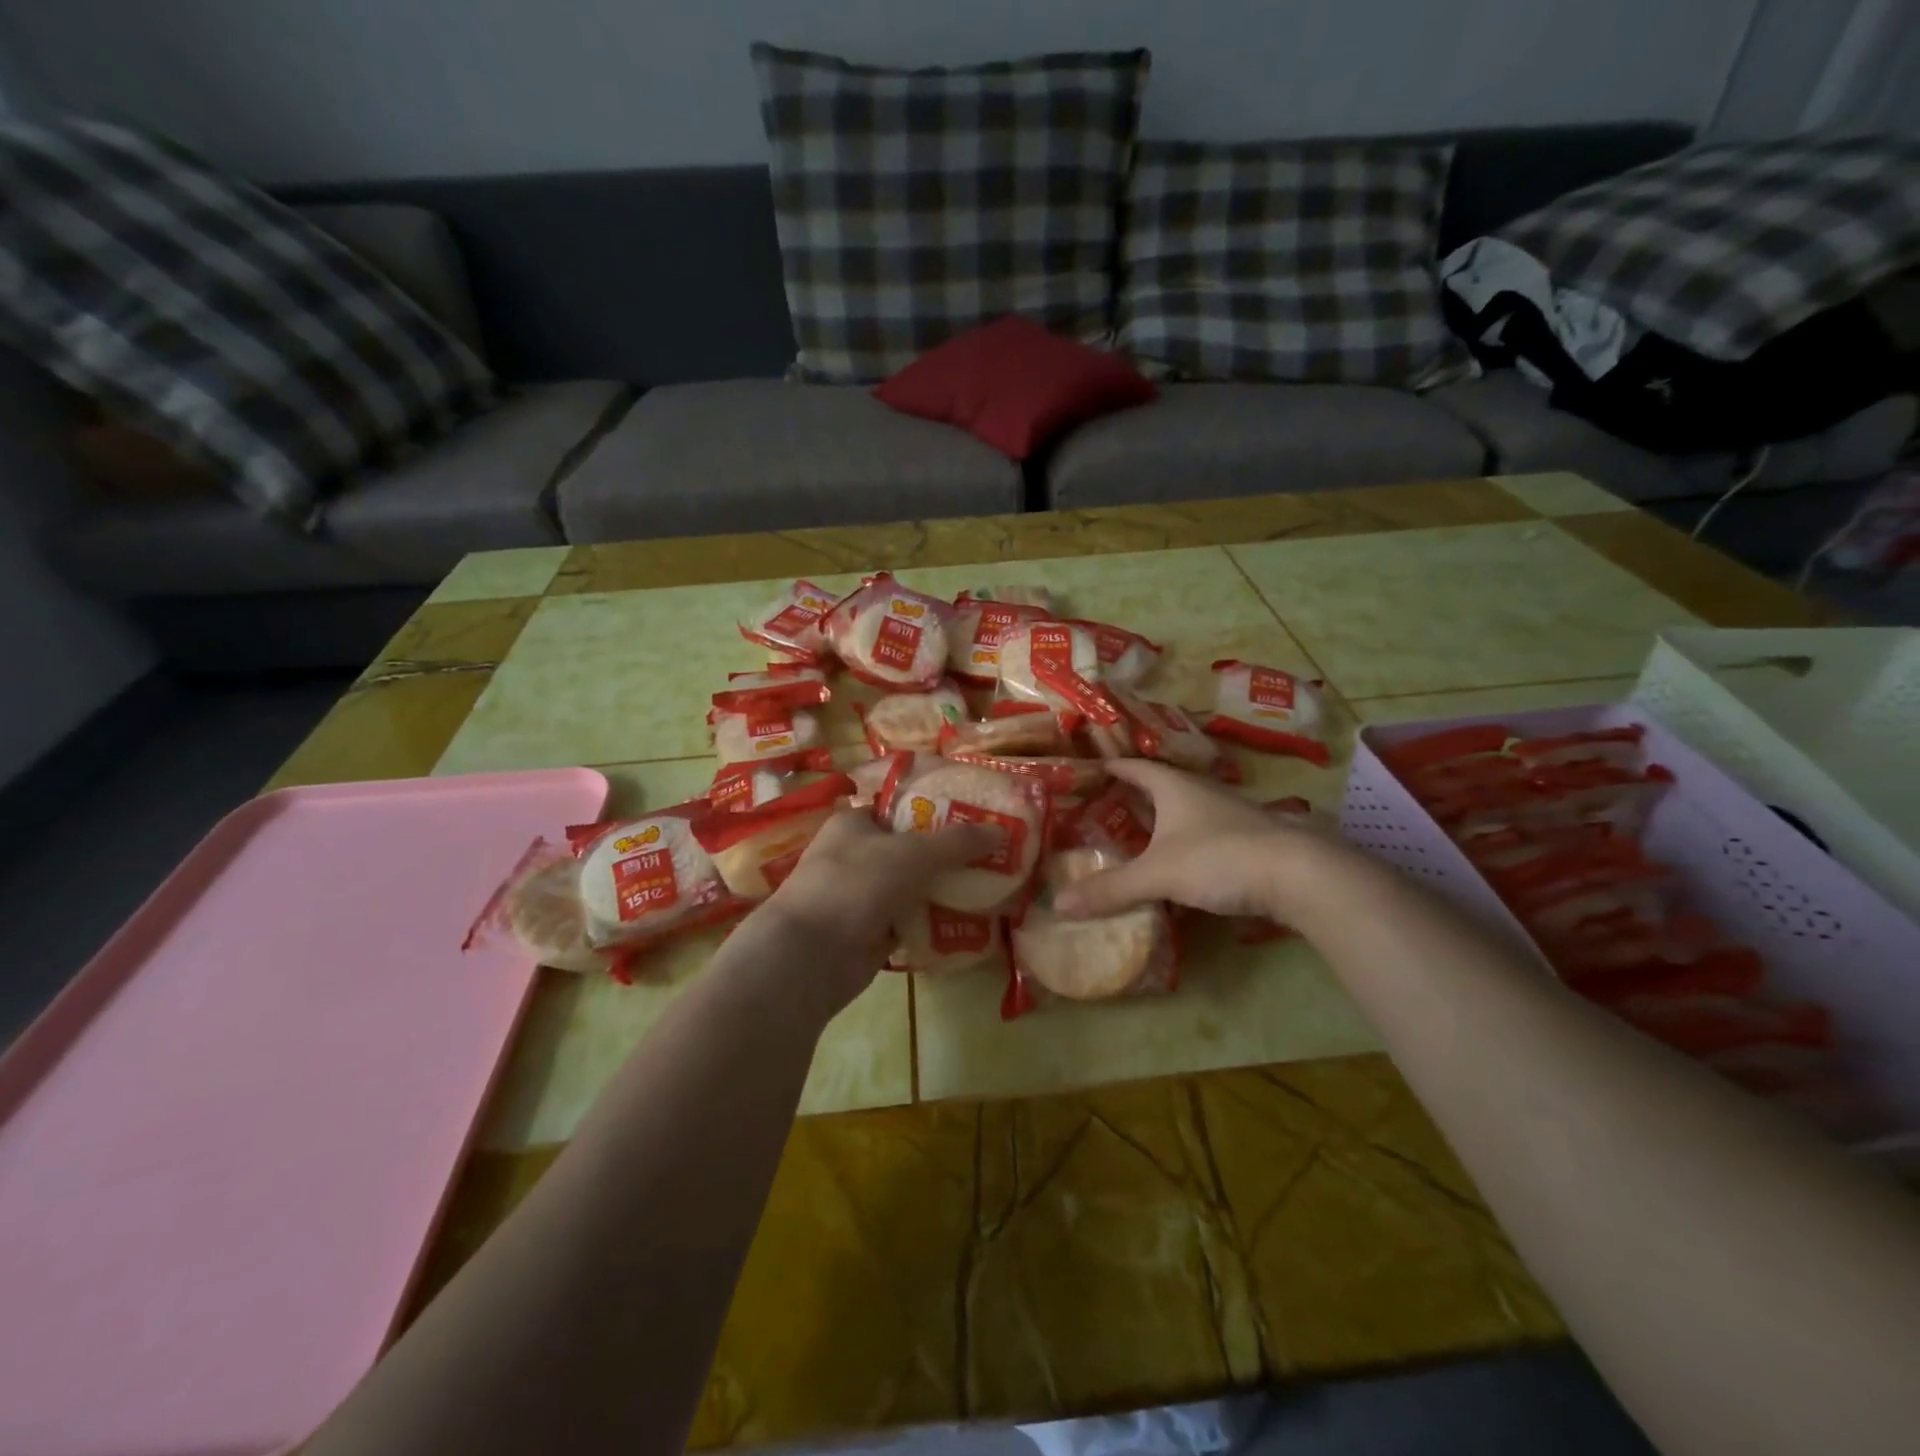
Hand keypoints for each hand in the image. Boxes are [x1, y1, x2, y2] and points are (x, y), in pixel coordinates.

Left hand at [758, 809, 997, 1007]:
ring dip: (942, 890)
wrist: (811, 956)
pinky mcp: (868, 933)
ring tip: (989, 886)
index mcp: (854, 824)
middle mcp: (855, 856)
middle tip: (991, 855)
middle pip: (910, 850)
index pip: (899, 809)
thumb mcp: (912, 853)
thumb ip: (957, 842)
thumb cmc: (855, 884)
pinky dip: (931, 922)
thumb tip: (1002, 831)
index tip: (973, 818)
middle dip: (947, 855)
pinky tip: (966, 922)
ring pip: (912, 888)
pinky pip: (909, 922)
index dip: (935, 811)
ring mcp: (861, 897)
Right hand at [1055, 759, 1323, 920]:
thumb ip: (1110, 889)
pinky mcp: (1247, 839)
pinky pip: (1203, 834)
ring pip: (1184, 811)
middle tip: (1102, 807)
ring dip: (1161, 821)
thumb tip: (1059, 904)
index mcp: (1174, 786)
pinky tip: (1177, 863)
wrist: (1299, 874)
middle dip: (1133, 795)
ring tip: (1134, 836)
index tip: (1090, 771)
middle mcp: (1201, 792)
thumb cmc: (1219, 858)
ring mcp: (1228, 814)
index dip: (1112, 768)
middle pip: (1160, 786)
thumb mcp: (1157, 875)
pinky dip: (1183, 842)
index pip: (1135, 767)